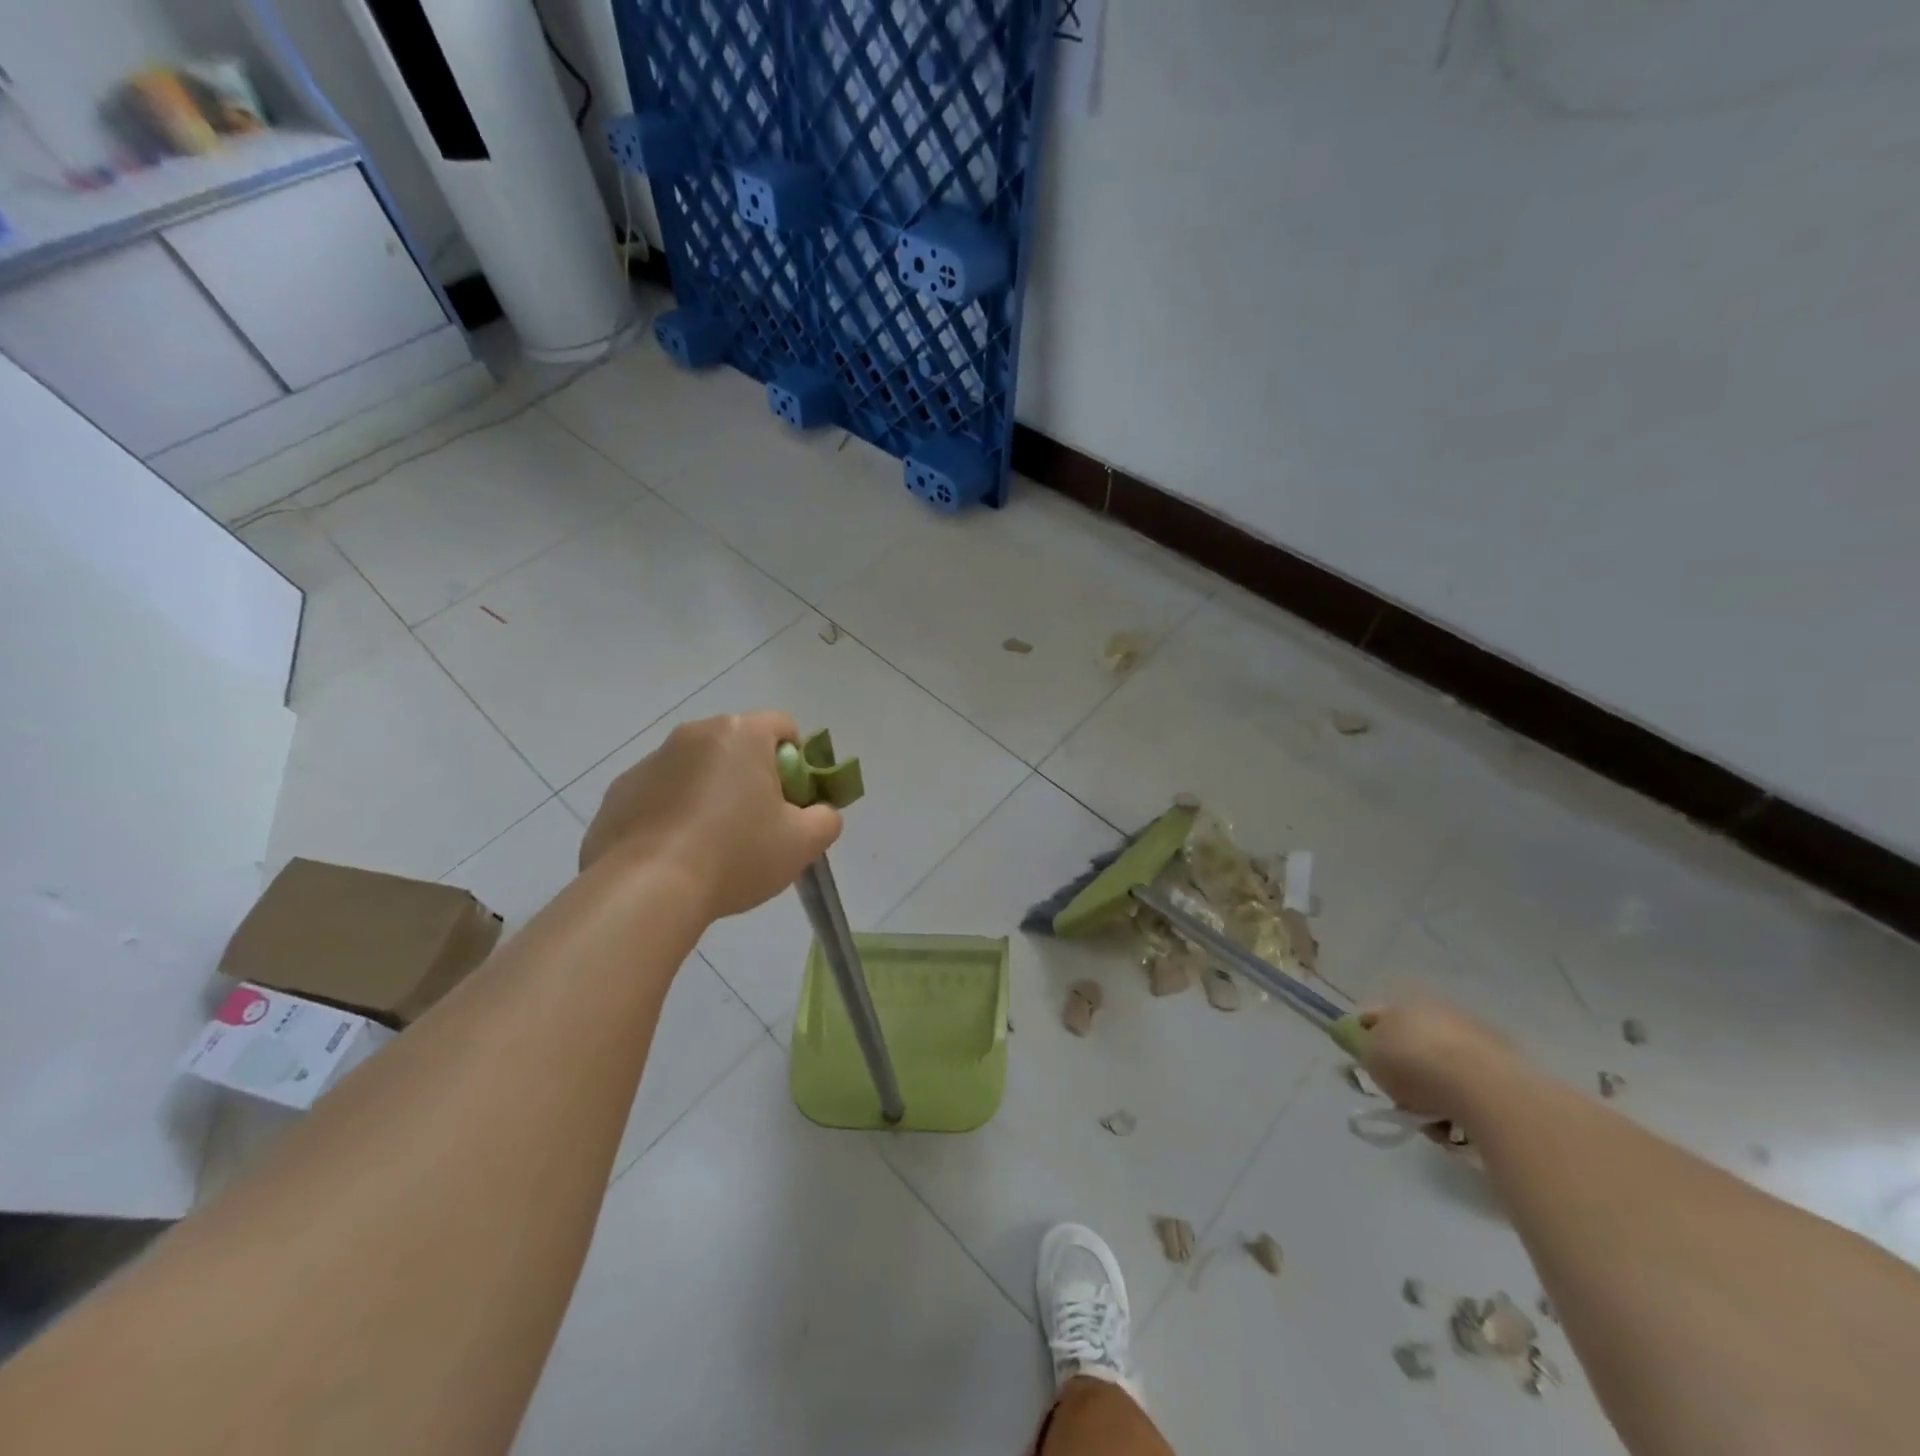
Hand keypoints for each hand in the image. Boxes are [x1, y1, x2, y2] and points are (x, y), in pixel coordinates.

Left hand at [579, 712, 842, 921]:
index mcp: (741, 734)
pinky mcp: (618, 793)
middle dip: (752, 778)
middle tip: (758, 827)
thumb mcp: (804, 843)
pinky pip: (659, 795)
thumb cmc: (736, 855)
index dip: (798, 762)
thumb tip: (818, 811)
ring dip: (710, 795)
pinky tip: (675, 855)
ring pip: (696, 771)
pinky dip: (672, 815)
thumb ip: (826, 818)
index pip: (783, 727)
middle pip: (738, 747)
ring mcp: (650, 762)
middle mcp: (693, 734)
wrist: (647, 890)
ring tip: (712, 848)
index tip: (793, 802)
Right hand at [1358, 999, 1529, 1123]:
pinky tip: (1458, 1128)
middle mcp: (1440, 1013)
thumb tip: (1367, 1043)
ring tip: (1433, 1124)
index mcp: (1405, 1003)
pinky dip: (1462, 1105)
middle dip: (1405, 1073)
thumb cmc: (1416, 1066)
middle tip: (1401, 1100)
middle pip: (1412, 1044)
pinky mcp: (1506, 1066)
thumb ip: (1363, 1047)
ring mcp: (1476, 1038)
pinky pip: (1471, 1087)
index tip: (1364, 1064)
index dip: (1364, 1037)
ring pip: (1442, 1068)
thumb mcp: (1371, 1056)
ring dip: (1434, 1094)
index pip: (1374, 1015)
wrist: (1484, 1090)